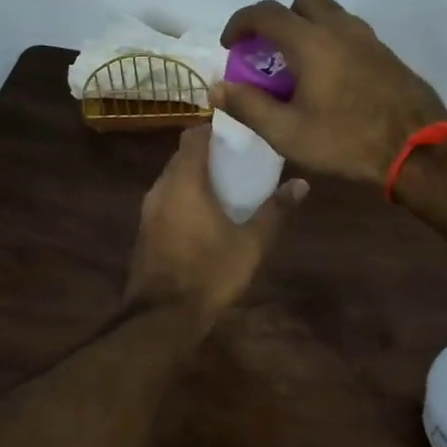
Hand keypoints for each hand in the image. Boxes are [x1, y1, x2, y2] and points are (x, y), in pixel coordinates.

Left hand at [125, 124, 306, 325]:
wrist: (161, 318)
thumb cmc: (209, 272)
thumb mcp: (252, 244)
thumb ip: (276, 211)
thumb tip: (301, 183)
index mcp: (184, 181)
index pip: (193, 136)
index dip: (214, 129)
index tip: (239, 132)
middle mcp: (161, 188)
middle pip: (182, 156)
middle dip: (208, 153)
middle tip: (239, 159)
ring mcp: (148, 210)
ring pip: (173, 178)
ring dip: (196, 176)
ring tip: (227, 186)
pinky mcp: (145, 230)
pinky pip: (166, 199)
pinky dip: (185, 197)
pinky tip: (206, 215)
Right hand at [213, 0, 446, 184]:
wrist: (418, 150)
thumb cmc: (347, 141)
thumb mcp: (288, 133)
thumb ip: (249, 106)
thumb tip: (217, 88)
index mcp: (312, 42)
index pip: (267, 13)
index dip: (241, 23)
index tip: (231, 45)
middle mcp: (341, 29)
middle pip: (303, 3)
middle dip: (279, 20)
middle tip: (269, 53)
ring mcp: (369, 40)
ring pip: (331, 16)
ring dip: (308, 29)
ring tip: (299, 68)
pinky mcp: (388, 55)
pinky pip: (351, 34)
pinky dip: (332, 43)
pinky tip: (331, 80)